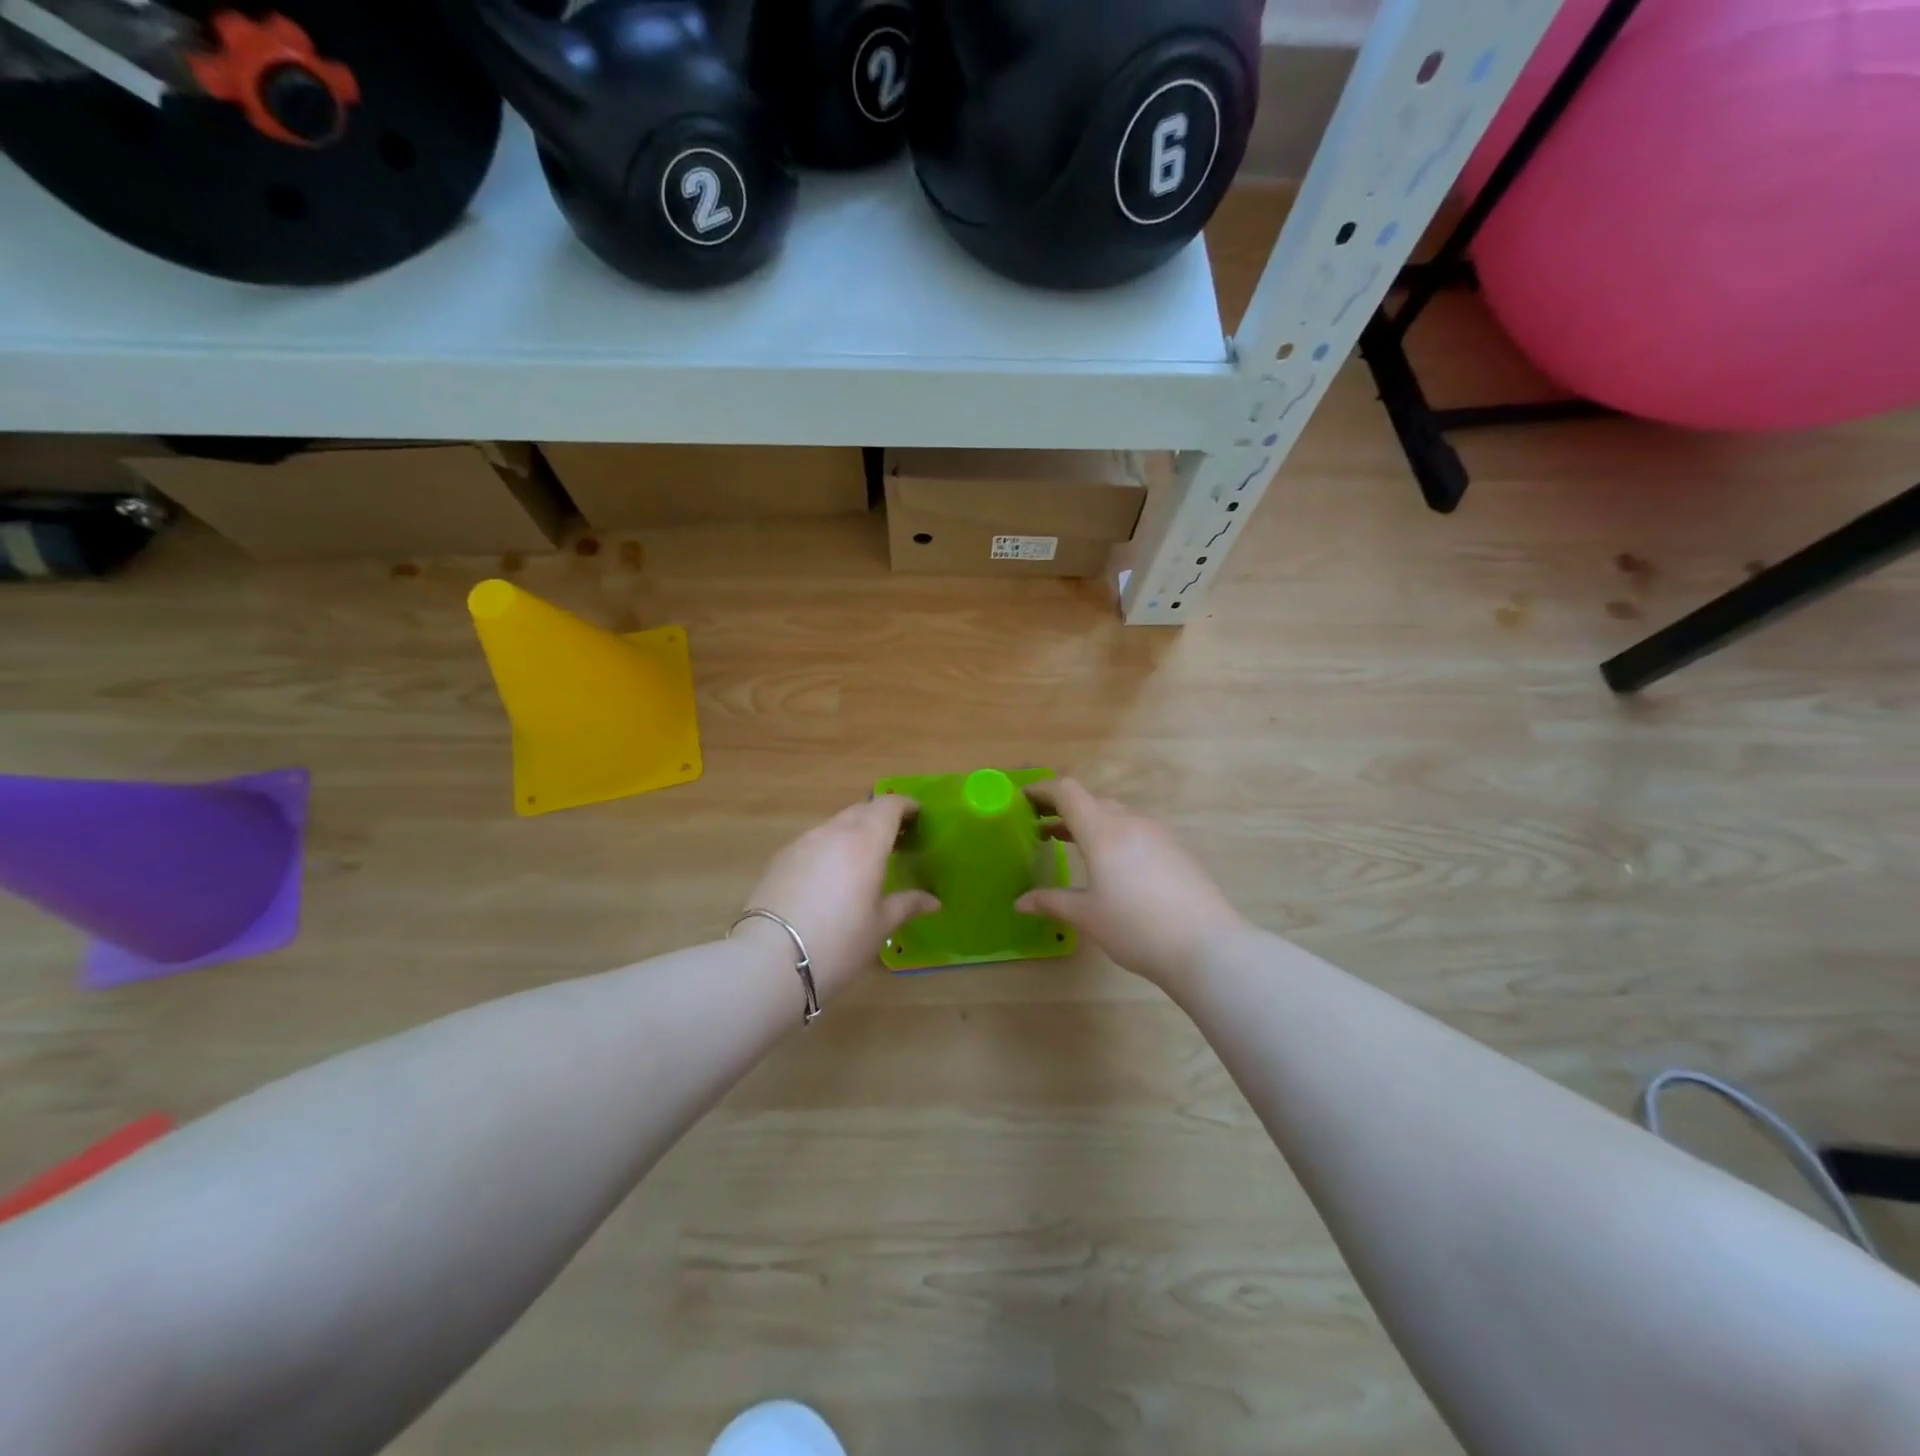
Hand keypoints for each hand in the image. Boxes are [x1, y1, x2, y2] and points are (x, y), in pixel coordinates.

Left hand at [739, 795, 938, 999]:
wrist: (770, 960)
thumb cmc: (839, 942)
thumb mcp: (880, 926)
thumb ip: (907, 905)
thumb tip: (933, 901)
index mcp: (865, 841)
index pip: (890, 805)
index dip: (907, 806)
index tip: (919, 818)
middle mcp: (834, 832)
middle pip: (862, 810)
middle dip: (882, 818)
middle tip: (898, 840)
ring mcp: (803, 842)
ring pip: (836, 825)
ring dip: (855, 832)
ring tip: (865, 860)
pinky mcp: (781, 858)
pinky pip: (814, 842)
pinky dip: (831, 848)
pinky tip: (832, 877)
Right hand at [1016, 778, 1247, 990]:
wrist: (1207, 946)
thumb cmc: (1137, 928)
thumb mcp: (1088, 916)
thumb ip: (1052, 902)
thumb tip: (1020, 902)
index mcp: (1103, 831)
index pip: (1067, 792)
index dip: (1042, 789)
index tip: (1023, 798)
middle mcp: (1130, 822)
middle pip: (1092, 801)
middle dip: (1064, 809)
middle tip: (1041, 826)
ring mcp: (1158, 833)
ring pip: (1116, 815)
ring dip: (1090, 823)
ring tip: (1071, 844)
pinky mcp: (1176, 849)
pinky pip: (1136, 830)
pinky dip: (1114, 835)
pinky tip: (1112, 865)